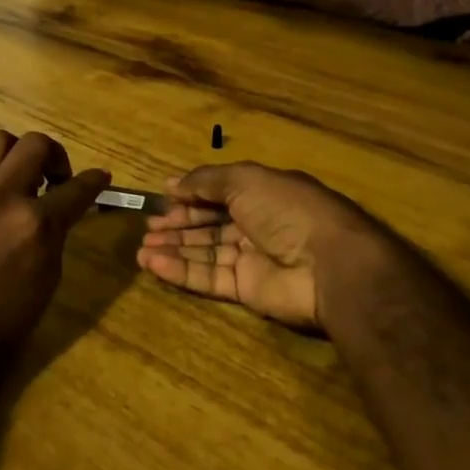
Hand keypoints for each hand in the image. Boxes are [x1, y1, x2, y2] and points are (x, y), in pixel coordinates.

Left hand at [0, 130, 109, 370]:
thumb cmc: (8, 320)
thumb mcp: (49, 275)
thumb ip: (56, 231)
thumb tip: (64, 206)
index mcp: (36, 224)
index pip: (77, 188)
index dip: (94, 180)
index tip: (100, 177)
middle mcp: (2, 198)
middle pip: (35, 144)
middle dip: (55, 156)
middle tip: (54, 178)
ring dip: (14, 153)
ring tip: (15, 176)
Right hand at [137, 162, 409, 332]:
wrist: (328, 265)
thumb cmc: (287, 210)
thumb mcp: (244, 180)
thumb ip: (205, 181)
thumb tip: (171, 183)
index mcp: (261, 194)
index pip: (218, 194)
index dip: (190, 197)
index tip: (160, 200)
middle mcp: (256, 224)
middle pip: (209, 225)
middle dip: (178, 225)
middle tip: (147, 229)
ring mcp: (252, 259)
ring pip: (205, 253)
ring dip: (173, 249)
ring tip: (140, 250)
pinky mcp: (247, 290)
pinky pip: (208, 278)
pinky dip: (180, 271)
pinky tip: (153, 264)